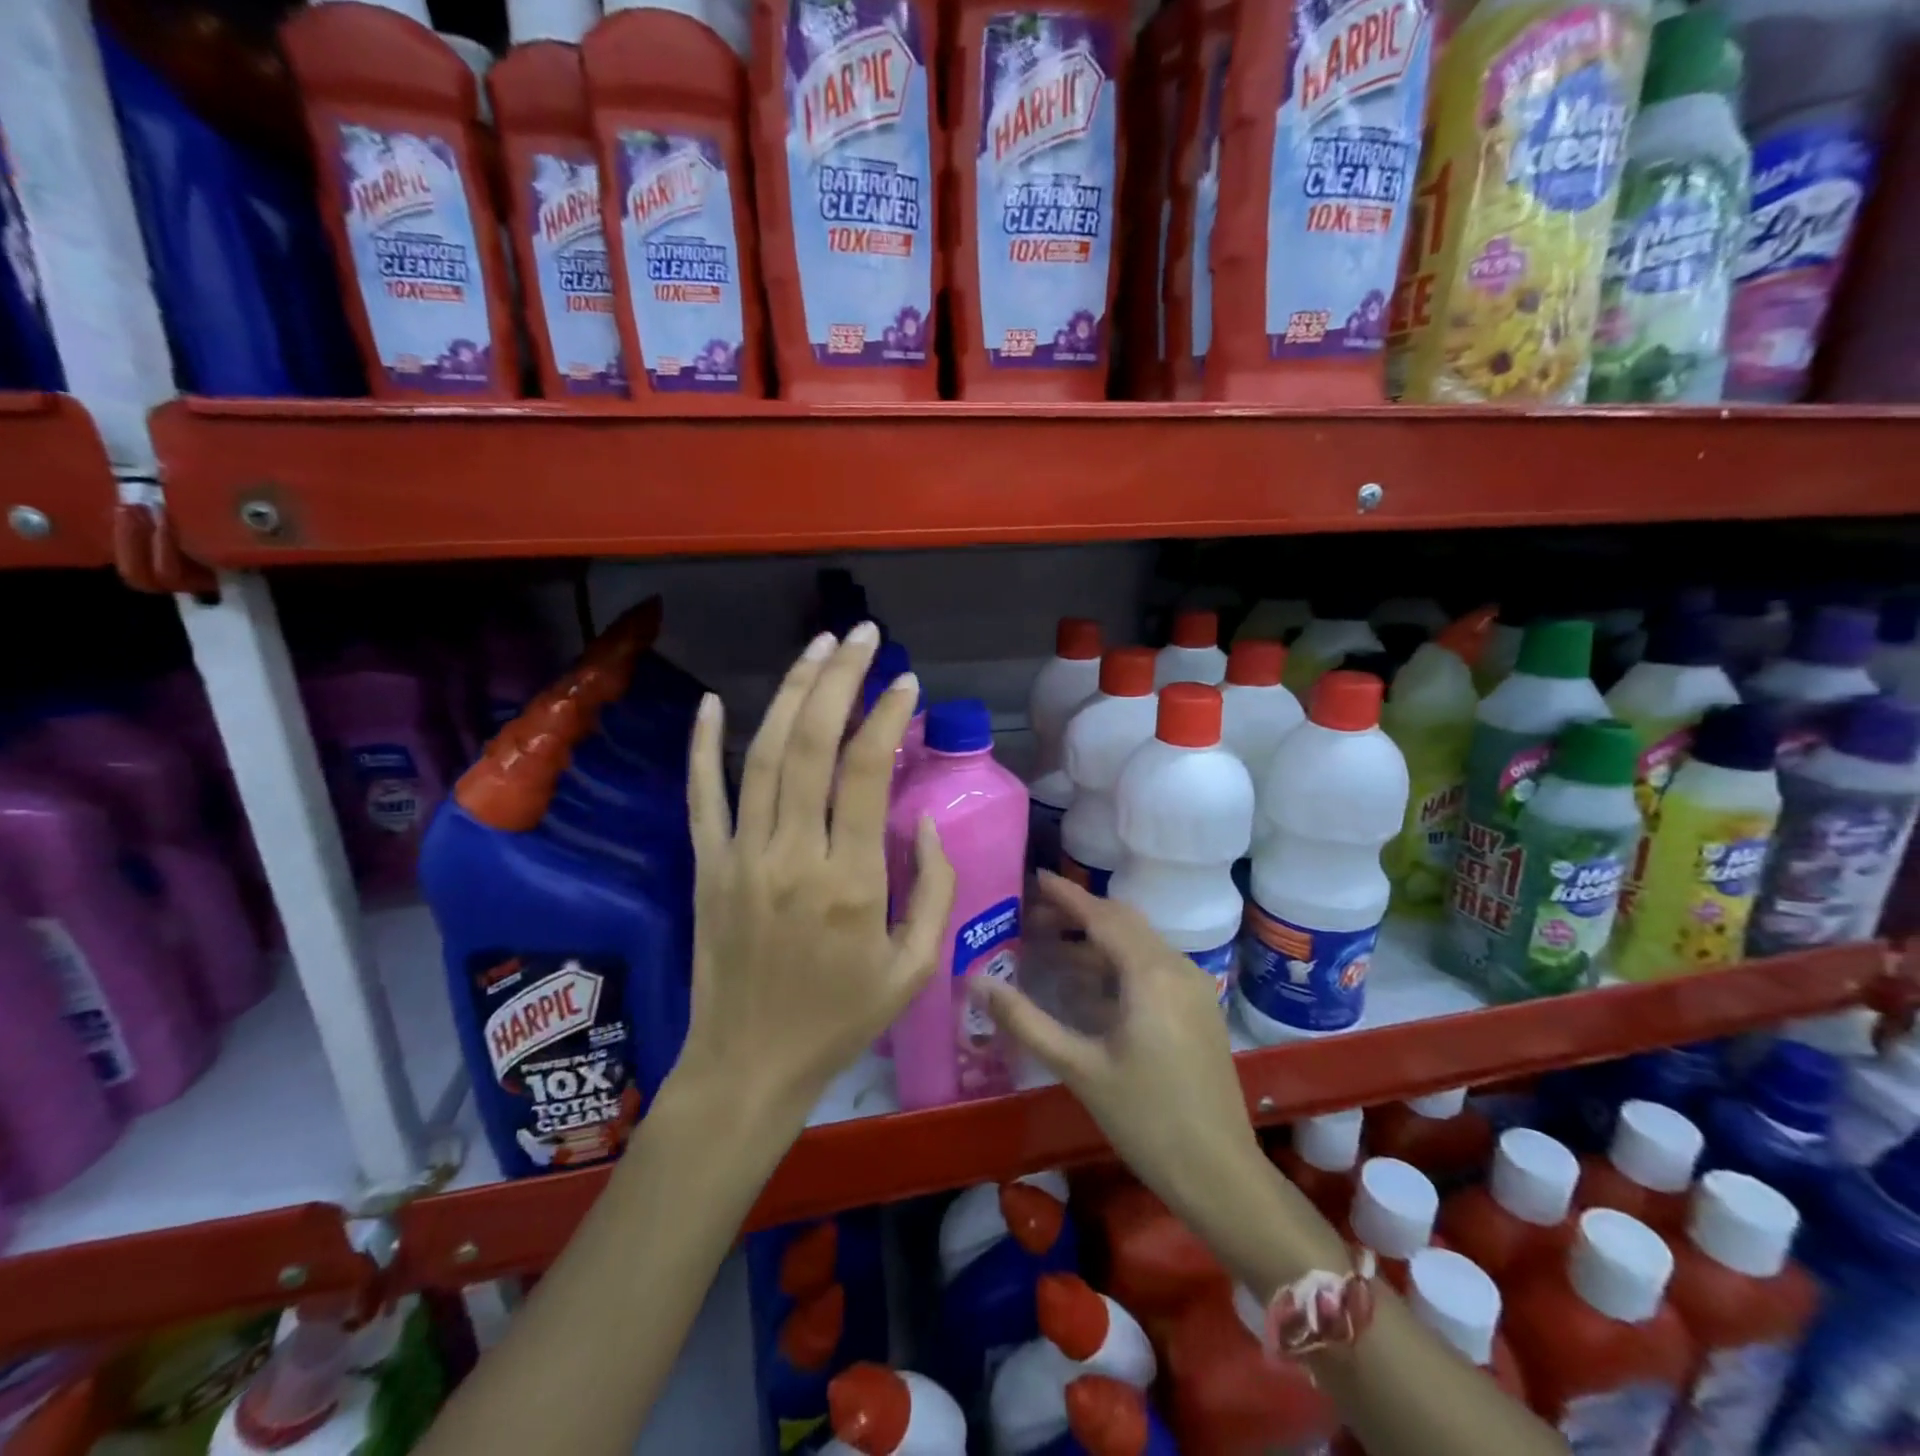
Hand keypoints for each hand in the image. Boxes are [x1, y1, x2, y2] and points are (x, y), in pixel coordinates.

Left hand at [677, 623, 955, 1126]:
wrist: (749, 1066)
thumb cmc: (840, 1020)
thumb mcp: (914, 967)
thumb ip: (936, 890)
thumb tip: (925, 821)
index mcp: (851, 880)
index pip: (867, 772)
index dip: (887, 716)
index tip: (905, 682)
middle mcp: (793, 854)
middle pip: (811, 744)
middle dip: (840, 679)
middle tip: (862, 636)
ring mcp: (740, 856)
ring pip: (762, 755)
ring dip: (791, 693)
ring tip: (817, 647)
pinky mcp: (706, 867)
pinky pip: (701, 796)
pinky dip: (703, 745)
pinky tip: (714, 701)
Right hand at [977, 872, 1266, 1229]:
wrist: (1220, 1175)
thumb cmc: (1146, 1120)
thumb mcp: (1080, 1069)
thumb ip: (1026, 1021)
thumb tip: (977, 983)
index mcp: (1151, 974)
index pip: (1102, 916)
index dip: (1067, 895)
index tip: (1035, 877)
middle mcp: (1177, 968)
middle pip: (1123, 923)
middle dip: (1078, 914)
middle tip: (1032, 916)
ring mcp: (1193, 988)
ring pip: (1138, 945)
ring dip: (1096, 940)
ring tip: (1050, 948)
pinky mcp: (1198, 1009)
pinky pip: (1152, 967)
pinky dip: (1117, 964)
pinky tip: (1087, 987)